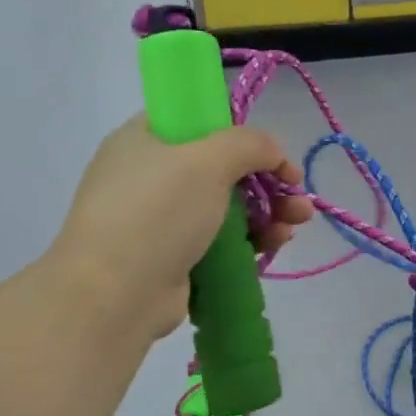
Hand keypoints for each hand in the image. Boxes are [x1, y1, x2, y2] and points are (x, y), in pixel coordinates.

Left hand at [49, 116, 311, 338]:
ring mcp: (162, 220)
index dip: (241, 133)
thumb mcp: (206, 161)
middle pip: (221, 168)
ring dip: (269, 210)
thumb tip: (274, 153)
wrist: (115, 294)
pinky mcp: (175, 258)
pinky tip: (279, 241)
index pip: (199, 122)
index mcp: (145, 140)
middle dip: (267, 179)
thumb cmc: (157, 213)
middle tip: (298, 193)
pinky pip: (222, 240)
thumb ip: (249, 144)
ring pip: (227, 207)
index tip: (274, 154)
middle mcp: (150, 176)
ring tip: (300, 220)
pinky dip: (253, 238)